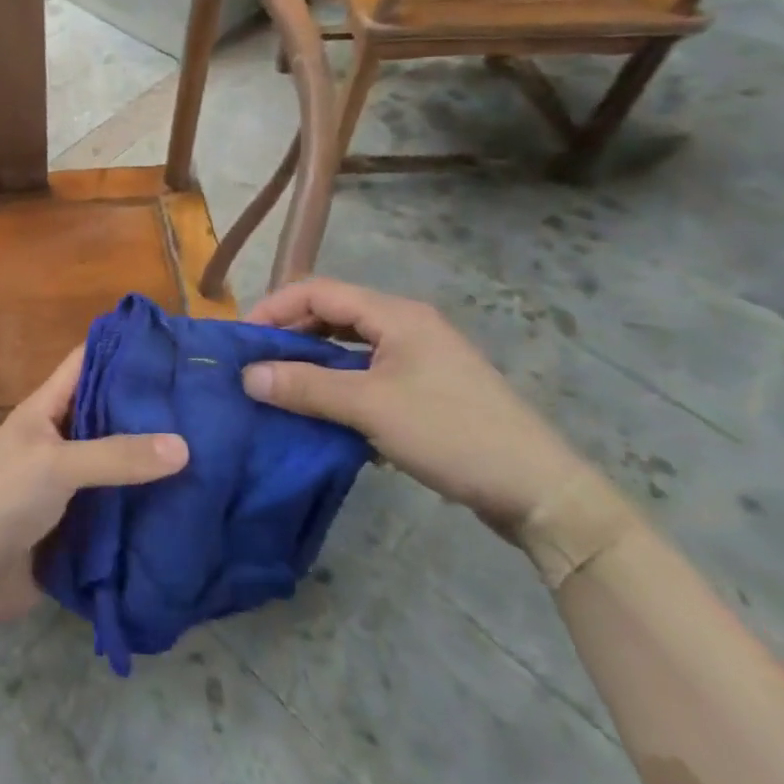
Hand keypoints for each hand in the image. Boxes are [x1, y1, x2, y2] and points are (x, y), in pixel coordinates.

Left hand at [0, 347, 187, 631]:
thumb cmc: (3, 500)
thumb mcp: (57, 465)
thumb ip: (117, 455)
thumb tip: (184, 446)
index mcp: (46, 410)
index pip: (86, 363)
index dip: (123, 350)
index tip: (173, 347)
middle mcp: (60, 439)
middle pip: (109, 412)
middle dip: (150, 408)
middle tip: (209, 402)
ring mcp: (70, 482)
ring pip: (120, 460)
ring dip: (154, 460)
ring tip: (214, 448)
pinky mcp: (80, 522)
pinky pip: (120, 504)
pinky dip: (148, 502)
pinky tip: (191, 500)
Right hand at [240, 278, 589, 535]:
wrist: (540, 491)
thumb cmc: (451, 433)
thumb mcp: (370, 408)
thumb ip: (305, 387)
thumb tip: (246, 375)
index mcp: (396, 315)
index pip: (319, 291)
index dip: (275, 308)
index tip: (243, 339)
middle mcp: (406, 325)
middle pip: (333, 314)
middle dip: (290, 334)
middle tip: (255, 364)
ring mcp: (419, 357)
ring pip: (349, 346)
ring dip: (312, 361)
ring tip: (280, 385)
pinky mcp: (426, 388)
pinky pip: (367, 371)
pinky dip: (338, 382)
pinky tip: (322, 409)